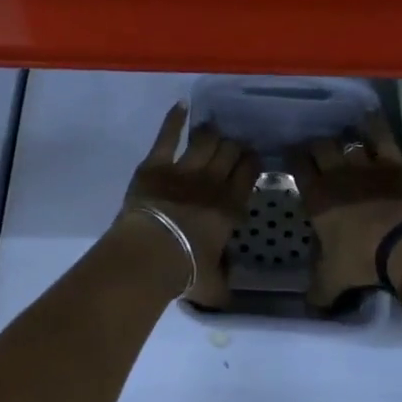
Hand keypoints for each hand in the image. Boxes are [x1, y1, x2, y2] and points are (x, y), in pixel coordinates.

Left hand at [121, 104, 258, 307]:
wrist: (148, 255)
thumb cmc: (184, 271)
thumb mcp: (214, 285)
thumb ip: (224, 283)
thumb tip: (230, 295)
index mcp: (230, 207)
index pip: (249, 173)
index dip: (252, 162)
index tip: (252, 158)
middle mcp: (213, 181)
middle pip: (230, 151)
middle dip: (234, 146)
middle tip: (232, 147)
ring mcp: (183, 169)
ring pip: (206, 140)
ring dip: (211, 134)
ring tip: (213, 131)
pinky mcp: (155, 164)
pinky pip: (167, 136)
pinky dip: (174, 119)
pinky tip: (181, 106)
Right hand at [288, 111, 401, 309]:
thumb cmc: (361, 258)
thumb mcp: (333, 280)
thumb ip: (318, 290)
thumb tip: (309, 306)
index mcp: (316, 197)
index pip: (298, 167)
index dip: (293, 158)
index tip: (292, 155)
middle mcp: (336, 174)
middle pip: (320, 147)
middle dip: (315, 145)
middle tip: (315, 148)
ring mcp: (365, 165)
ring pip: (347, 141)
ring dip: (343, 138)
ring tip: (341, 138)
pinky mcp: (392, 162)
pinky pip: (380, 136)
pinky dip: (374, 125)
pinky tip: (369, 117)